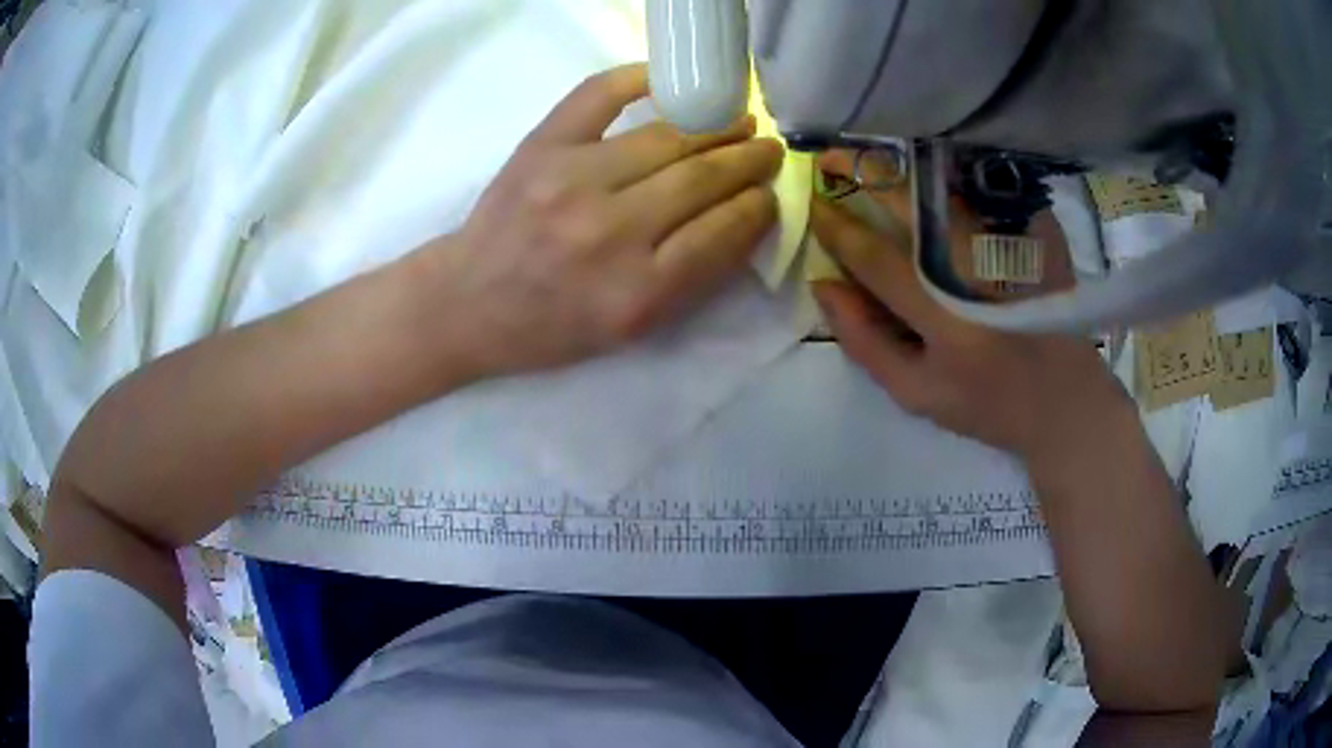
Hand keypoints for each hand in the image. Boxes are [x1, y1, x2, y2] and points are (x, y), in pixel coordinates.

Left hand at [429, 63, 782, 377]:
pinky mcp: (540, 148)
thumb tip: (742, 218)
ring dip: (713, 125)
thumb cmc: (551, 326)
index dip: (757, 207)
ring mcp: (571, 181)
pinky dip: (638, 78)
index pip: (721, 233)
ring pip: (665, 138)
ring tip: (736, 121)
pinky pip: (599, 95)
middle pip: (700, 179)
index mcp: (636, 293)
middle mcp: (608, 233)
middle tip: (768, 149)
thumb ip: (690, 281)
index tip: (769, 194)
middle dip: (747, 160)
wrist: (468, 302)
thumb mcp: (629, 330)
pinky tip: (670, 81)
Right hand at [811, 151, 1131, 460]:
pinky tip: (927, 169)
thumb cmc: (987, 403)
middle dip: (860, 170)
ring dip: (900, 163)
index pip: (875, 256)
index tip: (811, 203)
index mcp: (947, 320)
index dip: (836, 226)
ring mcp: (1013, 243)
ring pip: (945, 183)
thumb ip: (864, 340)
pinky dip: (947, 170)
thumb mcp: (916, 393)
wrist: (1066, 398)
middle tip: (829, 157)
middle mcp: (979, 270)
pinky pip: (982, 186)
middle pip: (911, 201)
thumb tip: (823, 284)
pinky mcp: (1037, 230)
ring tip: (870, 157)